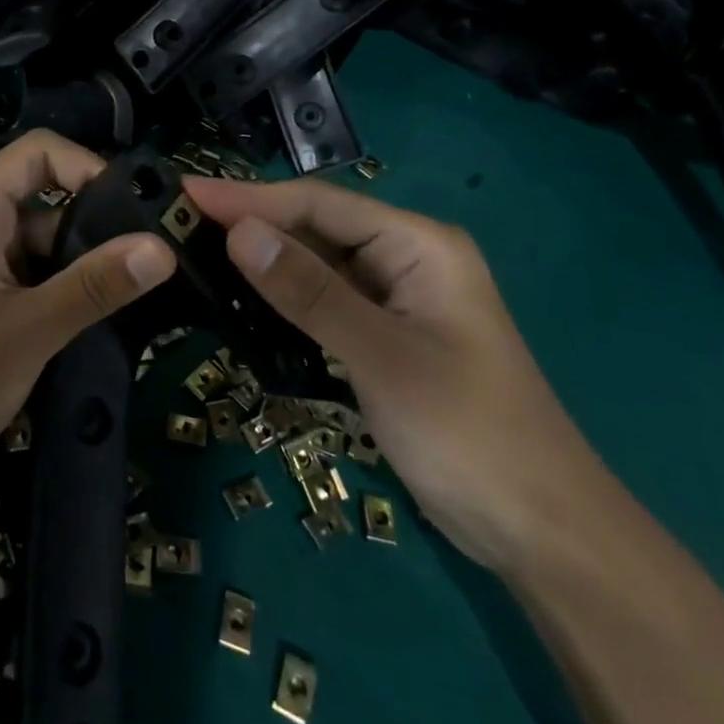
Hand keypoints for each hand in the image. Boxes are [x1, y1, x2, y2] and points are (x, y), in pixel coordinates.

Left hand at [0, 132, 175, 502]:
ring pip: (42, 241)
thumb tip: (162, 248)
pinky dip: (63, 288)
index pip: (39, 153)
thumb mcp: (27, 332)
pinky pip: (30, 274)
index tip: (136, 211)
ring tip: (140, 289)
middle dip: (97, 222)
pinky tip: (102, 314)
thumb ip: (94, 286)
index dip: (89, 167)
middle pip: (45, 195)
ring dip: (83, 262)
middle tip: (154, 256)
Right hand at [186, 177, 614, 574]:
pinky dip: (285, 295)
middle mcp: (407, 258)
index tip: (186, 191)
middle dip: (251, 222)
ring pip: (318, 263)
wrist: (542, 532)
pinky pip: (326, 299)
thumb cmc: (467, 433)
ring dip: (264, 257)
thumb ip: (309, 292)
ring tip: (197, 247)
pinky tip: (245, 295)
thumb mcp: (382, 357)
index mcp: (419, 244)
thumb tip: (238, 232)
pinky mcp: (386, 335)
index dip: (249, 196)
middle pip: (316, 226)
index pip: (318, 204)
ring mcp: (397, 298)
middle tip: (180, 219)